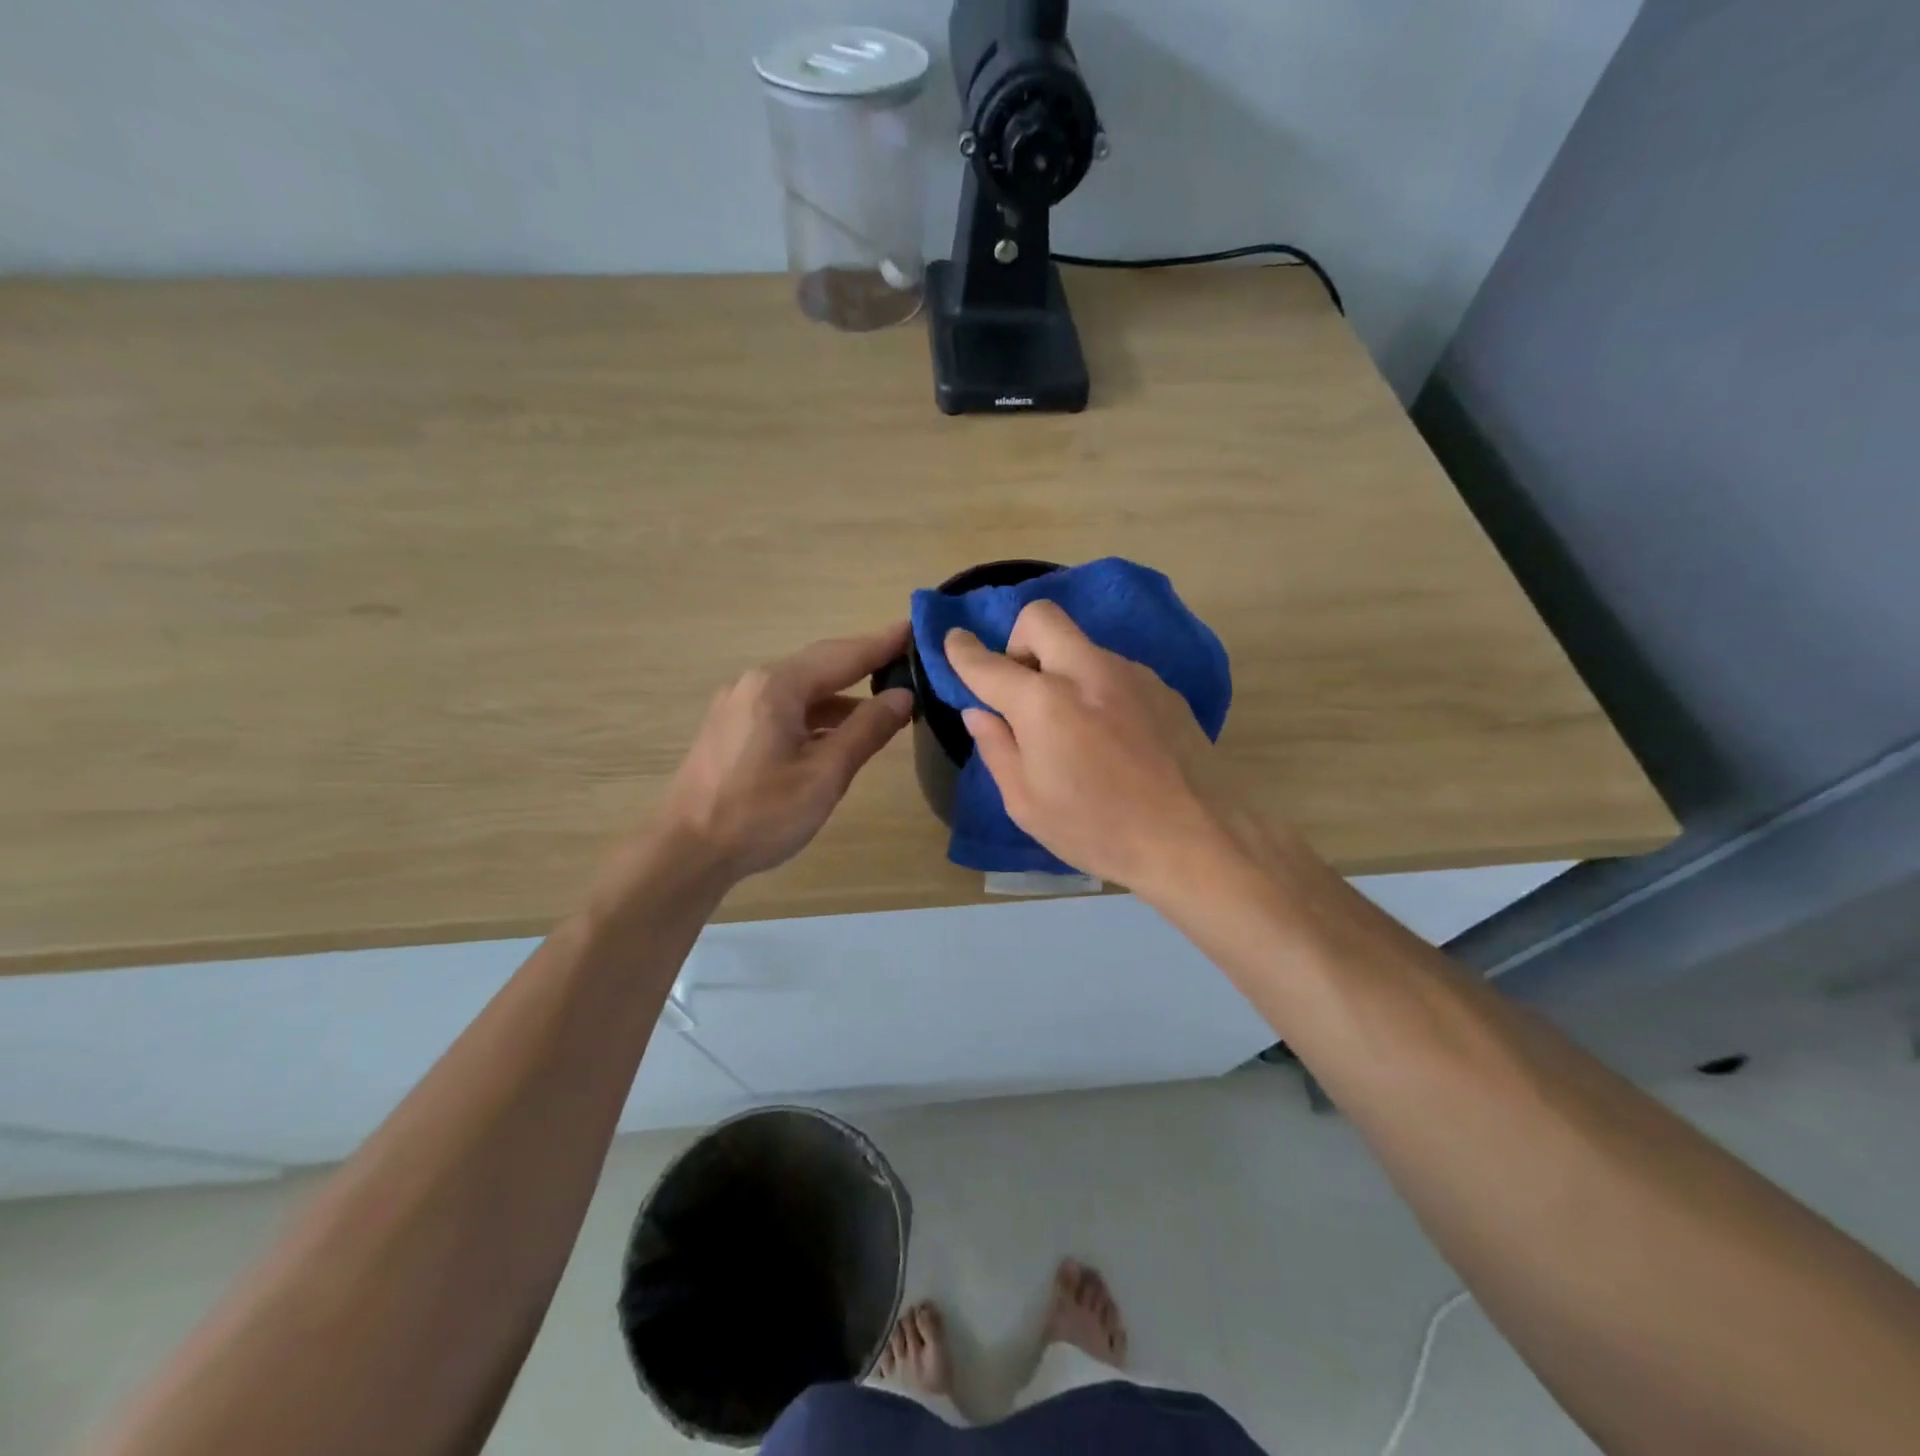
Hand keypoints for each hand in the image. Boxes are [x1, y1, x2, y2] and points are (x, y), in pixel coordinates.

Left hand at [658, 623, 914, 881]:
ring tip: (886, 700)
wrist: (686, 852)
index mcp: (778, 687)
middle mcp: (755, 684)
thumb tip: (903, 696)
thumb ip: (866, 731)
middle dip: (865, 663)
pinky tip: (840, 732)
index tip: (916, 627)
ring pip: (802, 690)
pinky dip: (818, 714)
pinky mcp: (732, 730)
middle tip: (908, 659)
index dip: (882, 643)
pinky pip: (785, 709)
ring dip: (843, 695)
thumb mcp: (824, 775)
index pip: (843, 655)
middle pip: (821, 666)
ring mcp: (738, 706)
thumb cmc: (760, 814)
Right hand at [945, 601, 1228, 892]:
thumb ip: (997, 748)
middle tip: (1022, 687)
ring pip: (1082, 646)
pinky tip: (1112, 736)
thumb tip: (981, 712)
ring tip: (1072, 725)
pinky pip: (1114, 670)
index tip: (954, 643)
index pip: (988, 663)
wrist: (1195, 838)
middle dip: (1018, 640)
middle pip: (1042, 618)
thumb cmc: (1098, 830)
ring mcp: (1131, 674)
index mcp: (1045, 704)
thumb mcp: (1028, 804)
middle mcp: (1087, 672)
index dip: (962, 651)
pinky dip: (1097, 687)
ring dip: (1062, 669)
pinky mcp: (1163, 688)